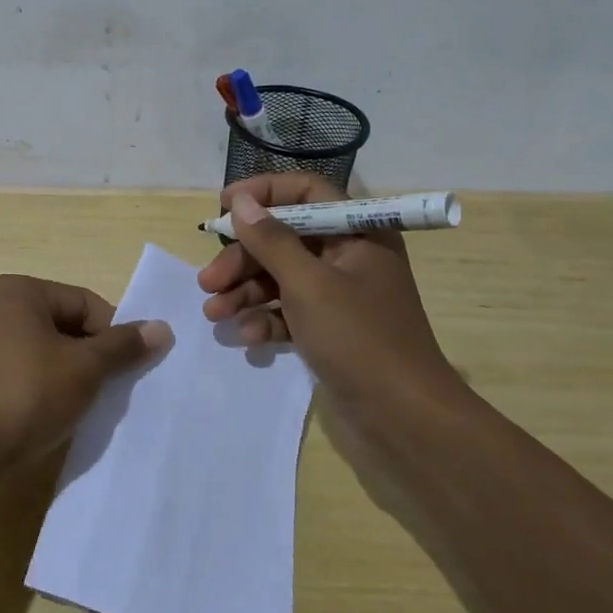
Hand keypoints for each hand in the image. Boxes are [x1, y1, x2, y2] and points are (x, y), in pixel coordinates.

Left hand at [0, 274, 170, 468]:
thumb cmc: (27, 395)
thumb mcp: (86, 369)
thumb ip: (122, 346)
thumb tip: (160, 327)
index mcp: (16, 292)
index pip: (83, 303)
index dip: (112, 334)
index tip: (126, 369)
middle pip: (55, 327)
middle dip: (83, 357)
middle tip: (102, 391)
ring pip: (28, 355)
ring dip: (52, 376)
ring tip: (69, 408)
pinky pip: (1, 381)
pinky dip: (20, 394)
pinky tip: (28, 418)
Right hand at [197, 174, 451, 405]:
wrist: (404, 420)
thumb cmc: (359, 339)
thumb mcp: (308, 285)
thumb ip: (271, 240)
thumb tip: (240, 201)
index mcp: (358, 233)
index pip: (306, 192)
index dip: (264, 193)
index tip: (223, 206)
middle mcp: (350, 257)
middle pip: (285, 239)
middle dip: (244, 258)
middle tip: (208, 281)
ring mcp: (341, 296)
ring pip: (282, 277)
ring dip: (246, 292)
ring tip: (215, 313)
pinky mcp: (331, 330)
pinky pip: (290, 311)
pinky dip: (266, 319)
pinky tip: (247, 337)